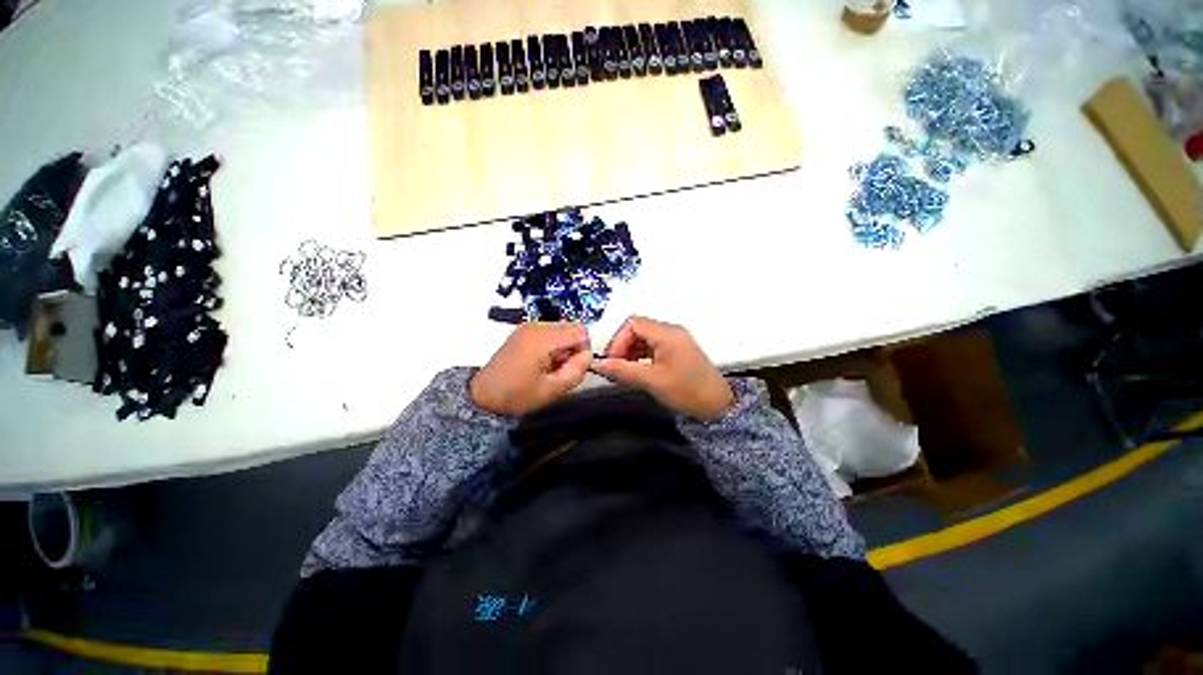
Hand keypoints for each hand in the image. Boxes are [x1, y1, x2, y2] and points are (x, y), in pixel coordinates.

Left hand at [470, 322, 591, 416]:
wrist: (483, 396)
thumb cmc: (516, 395)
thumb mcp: (552, 389)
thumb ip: (576, 371)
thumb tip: (587, 356)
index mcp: (543, 338)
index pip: (580, 332)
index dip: (583, 350)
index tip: (574, 368)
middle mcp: (536, 326)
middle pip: (572, 328)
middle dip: (574, 348)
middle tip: (562, 369)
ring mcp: (529, 327)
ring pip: (563, 330)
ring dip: (564, 348)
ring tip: (551, 368)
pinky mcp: (524, 332)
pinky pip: (551, 333)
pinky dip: (554, 346)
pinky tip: (543, 363)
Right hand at [591, 316, 733, 421]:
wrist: (717, 405)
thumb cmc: (686, 391)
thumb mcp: (651, 381)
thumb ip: (623, 370)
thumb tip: (597, 364)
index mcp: (667, 333)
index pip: (633, 323)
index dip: (618, 340)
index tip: (611, 360)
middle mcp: (671, 331)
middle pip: (637, 329)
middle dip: (622, 346)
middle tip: (615, 367)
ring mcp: (675, 340)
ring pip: (644, 338)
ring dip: (630, 351)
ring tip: (624, 371)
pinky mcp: (677, 350)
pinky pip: (653, 346)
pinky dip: (640, 355)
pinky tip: (636, 370)